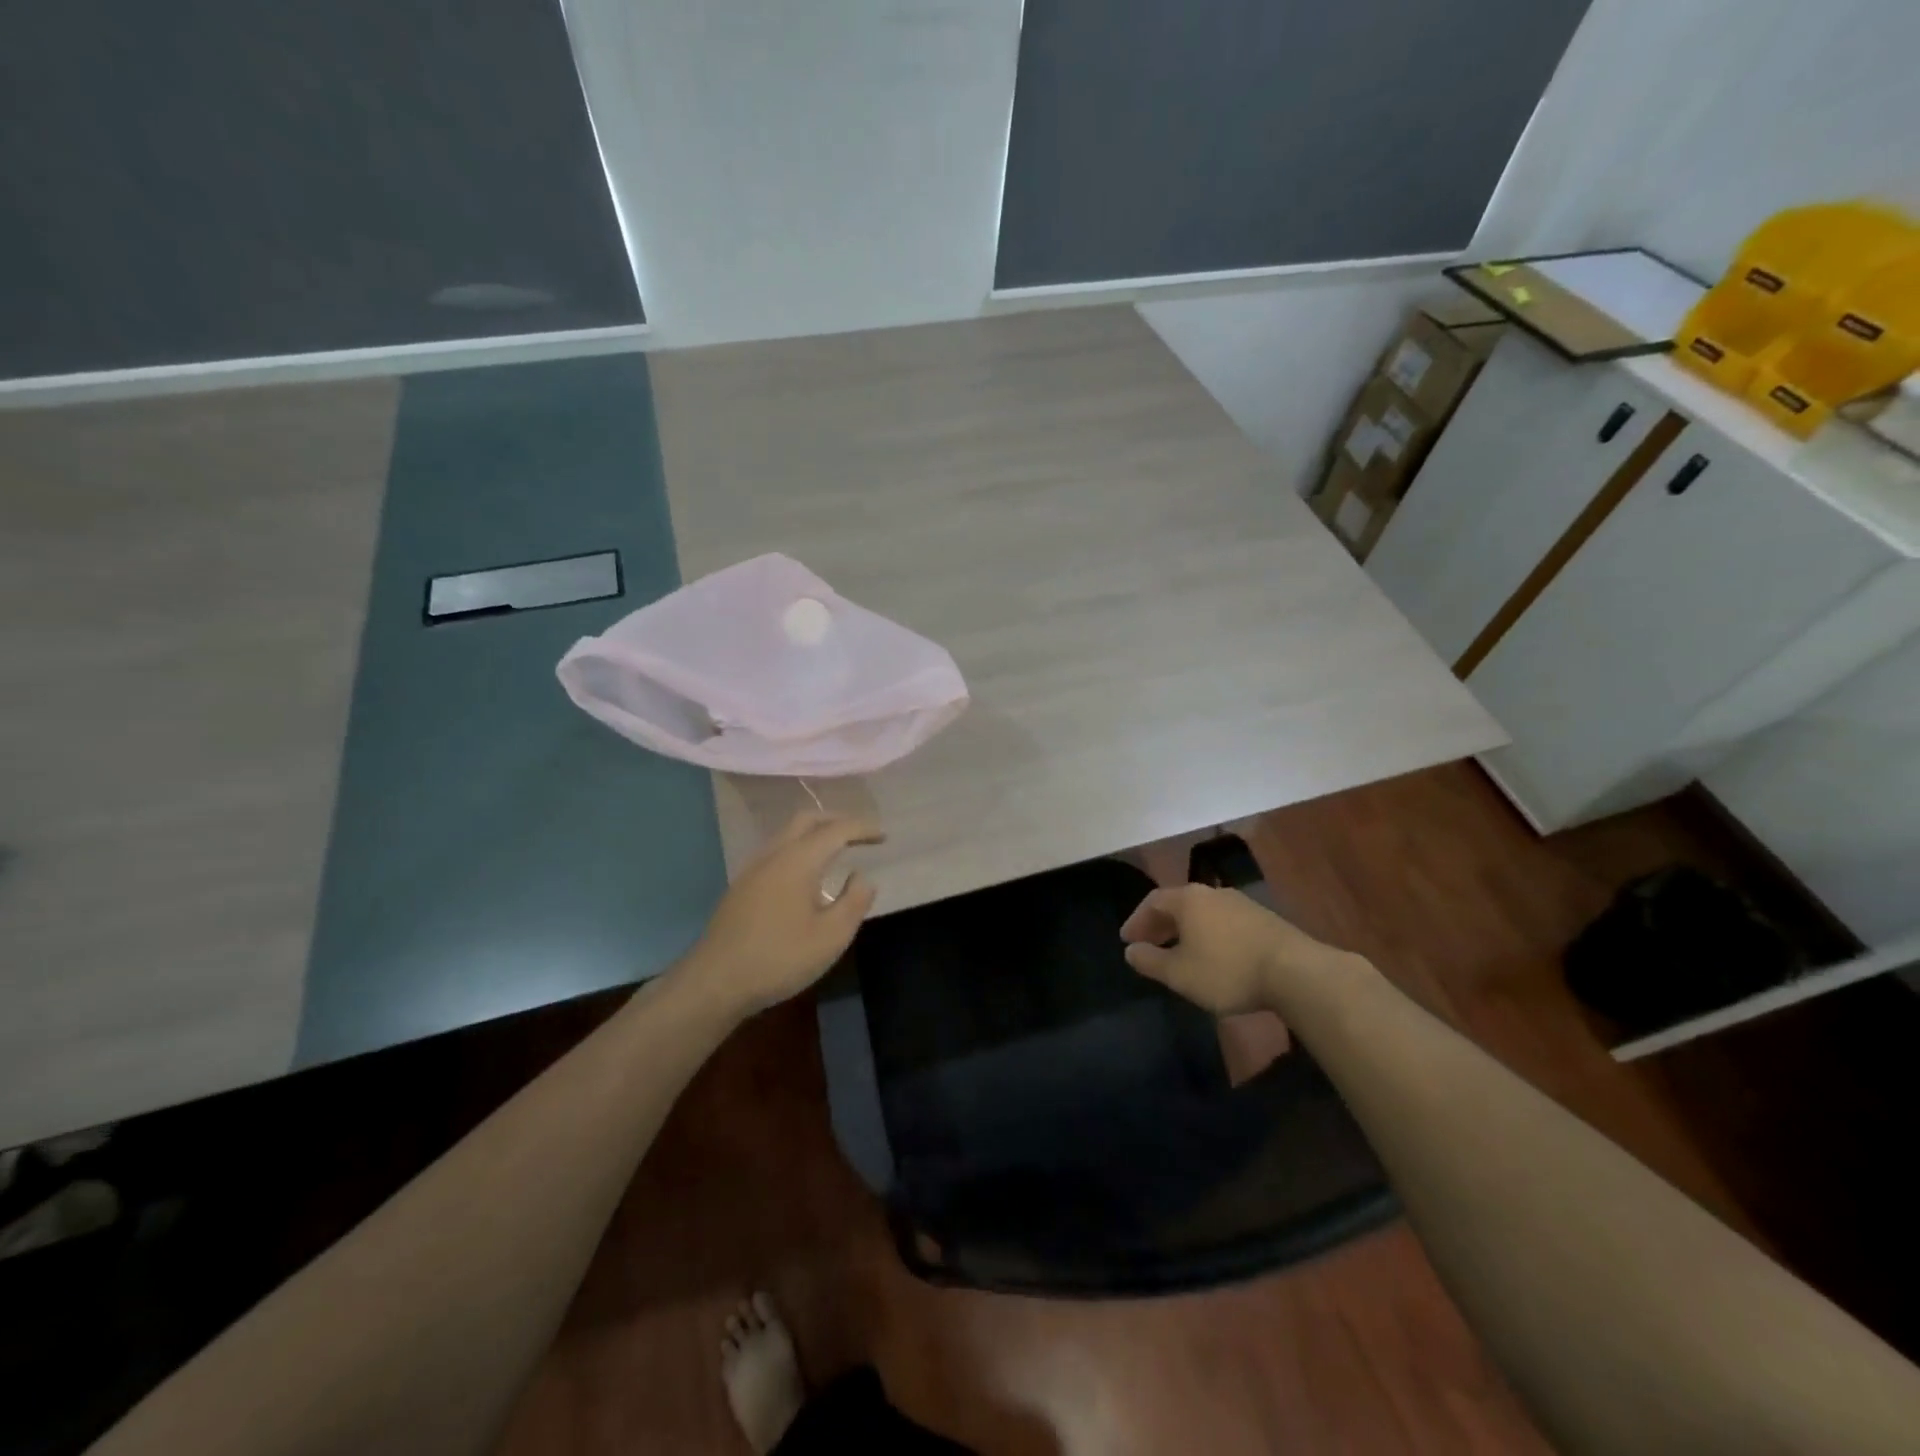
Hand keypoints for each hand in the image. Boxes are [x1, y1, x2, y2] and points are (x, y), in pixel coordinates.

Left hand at [690, 811, 884, 1015]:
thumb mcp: (831, 936)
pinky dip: (799, 849)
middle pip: (806, 820)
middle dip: (836, 821)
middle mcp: (773, 855)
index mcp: (798, 861)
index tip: (883, 835)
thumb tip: (862, 877)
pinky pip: (776, 851)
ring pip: (787, 834)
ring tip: (836, 850)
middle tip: (860, 834)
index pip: (836, 830)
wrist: (715, 982)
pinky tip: (806, 875)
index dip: (862, 828)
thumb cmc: (779, 958)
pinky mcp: (741, 887)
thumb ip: (853, 901)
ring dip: (815, 834)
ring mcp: (752, 870)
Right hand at [1119, 883, 1349, 1015]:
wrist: (1296, 972)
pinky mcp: (1263, 919)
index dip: (1137, 920)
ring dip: (1185, 930)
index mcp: (1188, 899)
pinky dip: (1208, 934)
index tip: (1127, 939)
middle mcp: (1212, 893)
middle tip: (1148, 944)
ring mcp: (1240, 904)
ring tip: (1179, 952)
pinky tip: (1213, 956)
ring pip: (1202, 913)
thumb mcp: (1180, 974)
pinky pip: (1223, 922)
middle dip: (1160, 924)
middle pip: (1178, 904)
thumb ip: (1150, 961)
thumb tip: (1131, 950)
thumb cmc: (1228, 970)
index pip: (1152, 901)